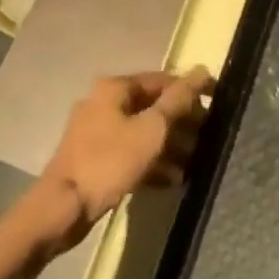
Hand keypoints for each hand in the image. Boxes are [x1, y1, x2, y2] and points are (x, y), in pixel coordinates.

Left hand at [41, 67, 213, 229]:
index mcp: (114, 88)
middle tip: (207, 139)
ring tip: (194, 164)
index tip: (216, 106)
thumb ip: (178, 100)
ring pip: (142, 131)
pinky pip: (130, 151)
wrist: (62, 208)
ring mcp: (96, 131)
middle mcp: (103, 102)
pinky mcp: (94, 158)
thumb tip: (201, 71)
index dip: (192, 91)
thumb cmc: (110, 161)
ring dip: (170, 146)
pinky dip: (151, 162)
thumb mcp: (152, 129)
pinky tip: (172, 180)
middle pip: (153, 106)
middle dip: (182, 123)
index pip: (163, 80)